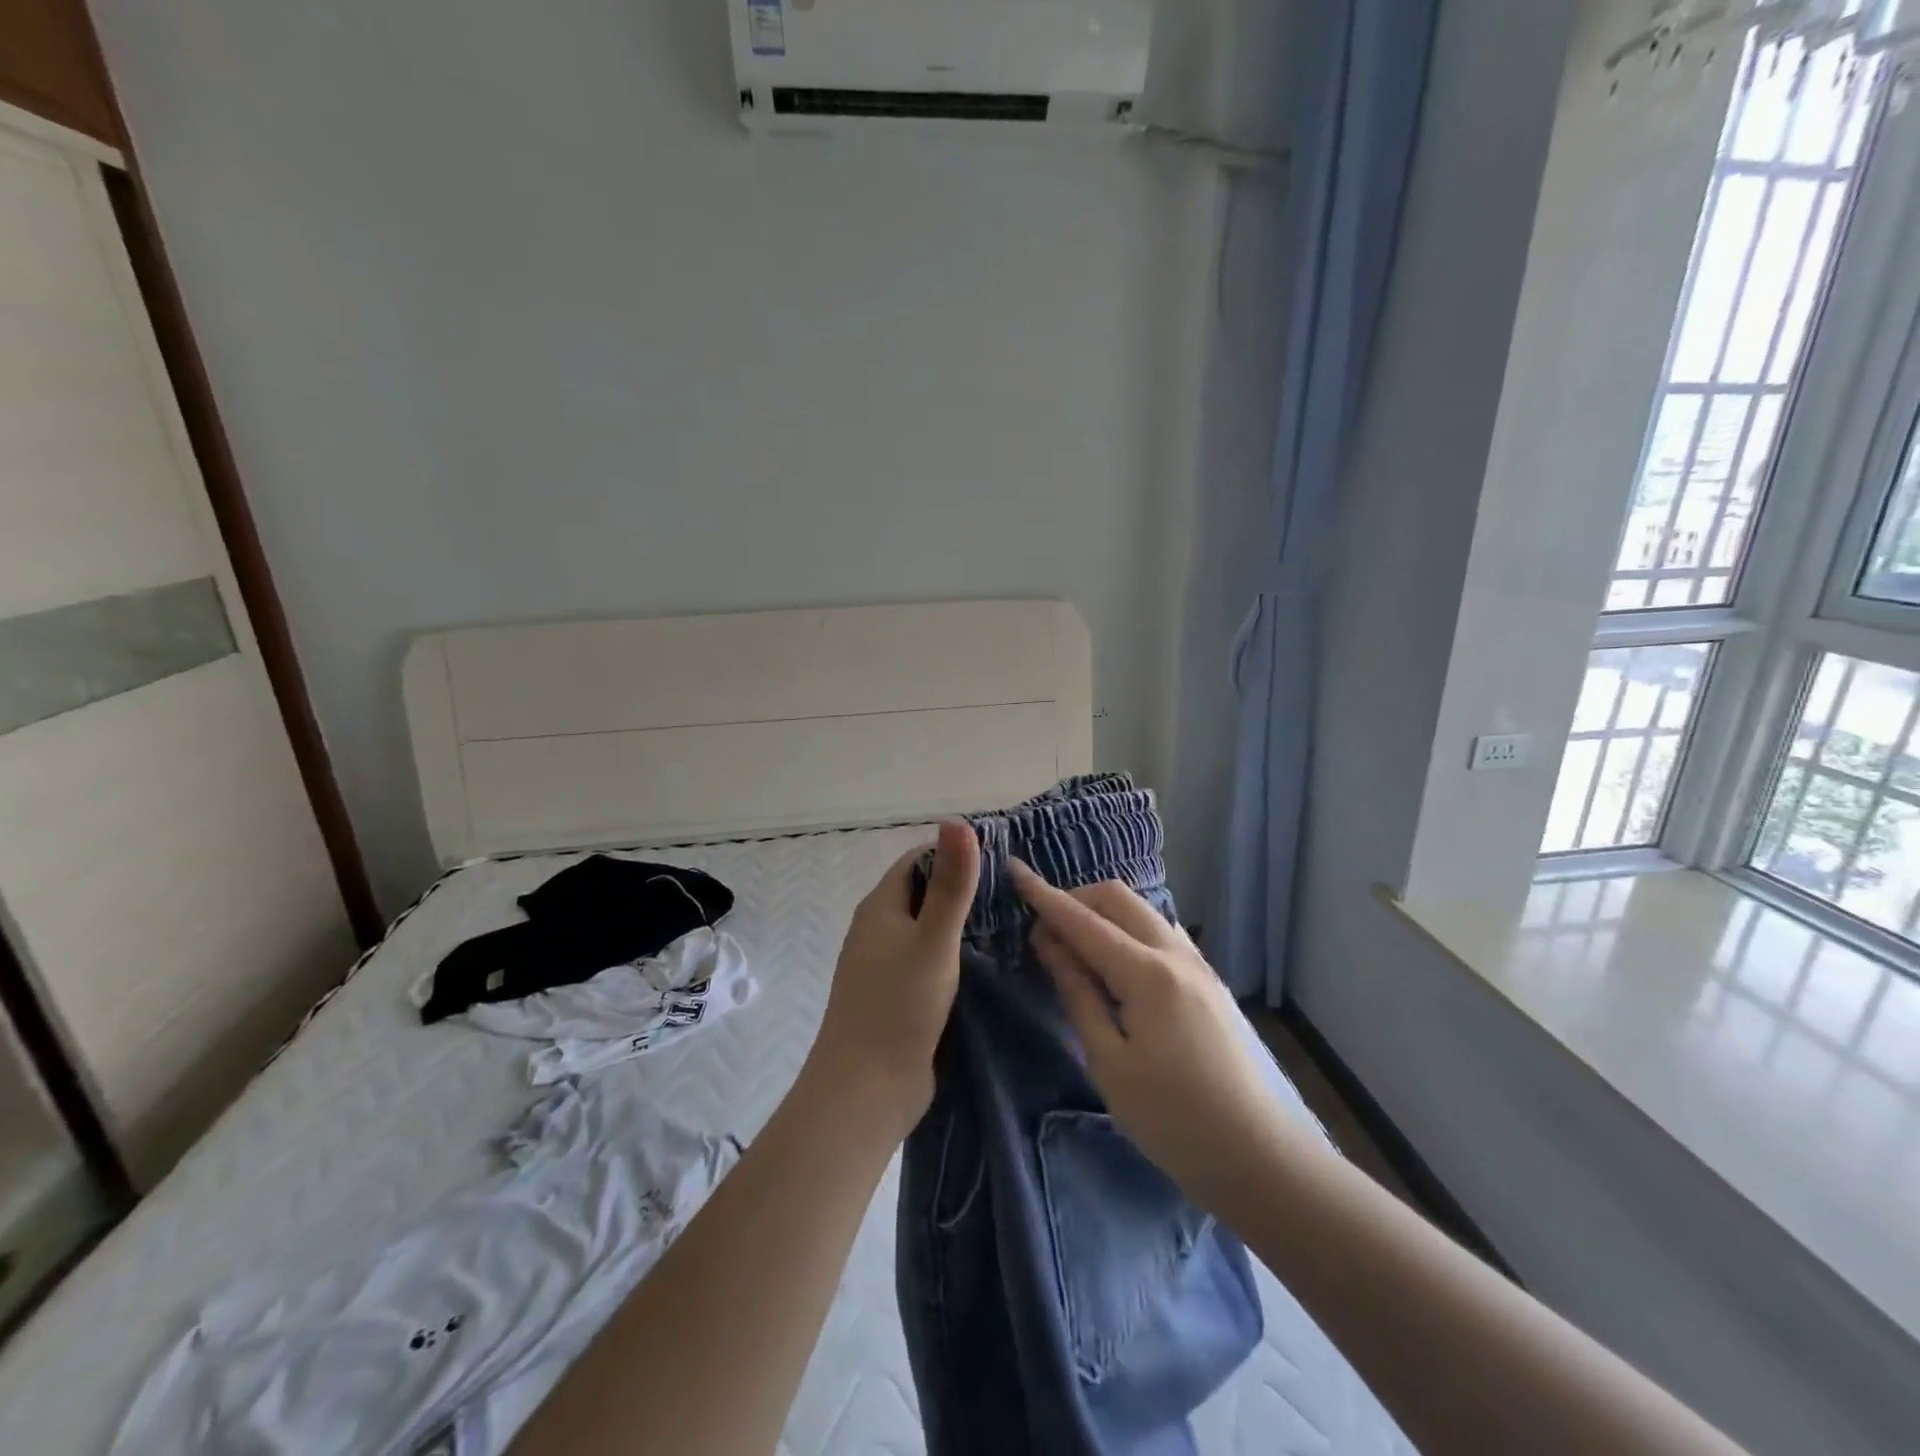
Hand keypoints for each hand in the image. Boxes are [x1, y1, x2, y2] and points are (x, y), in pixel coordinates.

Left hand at [806, 821, 980, 1130]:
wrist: (865, 1092)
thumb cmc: (898, 1007)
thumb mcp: (933, 939)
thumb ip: (951, 884)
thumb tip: (956, 820)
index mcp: (879, 908)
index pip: (917, 860)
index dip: (953, 852)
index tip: (999, 857)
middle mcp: (878, 930)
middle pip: (922, 893)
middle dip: (962, 887)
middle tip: (1014, 891)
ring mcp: (885, 966)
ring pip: (927, 929)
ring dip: (960, 923)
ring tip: (1011, 922)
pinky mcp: (897, 997)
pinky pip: (929, 961)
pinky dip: (955, 955)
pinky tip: (987, 963)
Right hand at [1009, 862, 1284, 1212]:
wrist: (1260, 1157)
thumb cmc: (1173, 1120)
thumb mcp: (1109, 1062)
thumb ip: (1078, 993)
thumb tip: (1048, 942)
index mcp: (1147, 973)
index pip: (1083, 920)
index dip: (1044, 895)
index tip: (1013, 870)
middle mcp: (1175, 954)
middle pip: (1117, 898)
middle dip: (1075, 899)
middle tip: (1044, 930)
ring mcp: (1198, 964)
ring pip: (1141, 910)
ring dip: (1103, 912)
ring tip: (1075, 946)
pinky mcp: (1208, 980)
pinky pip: (1160, 932)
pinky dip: (1128, 930)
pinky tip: (1116, 962)